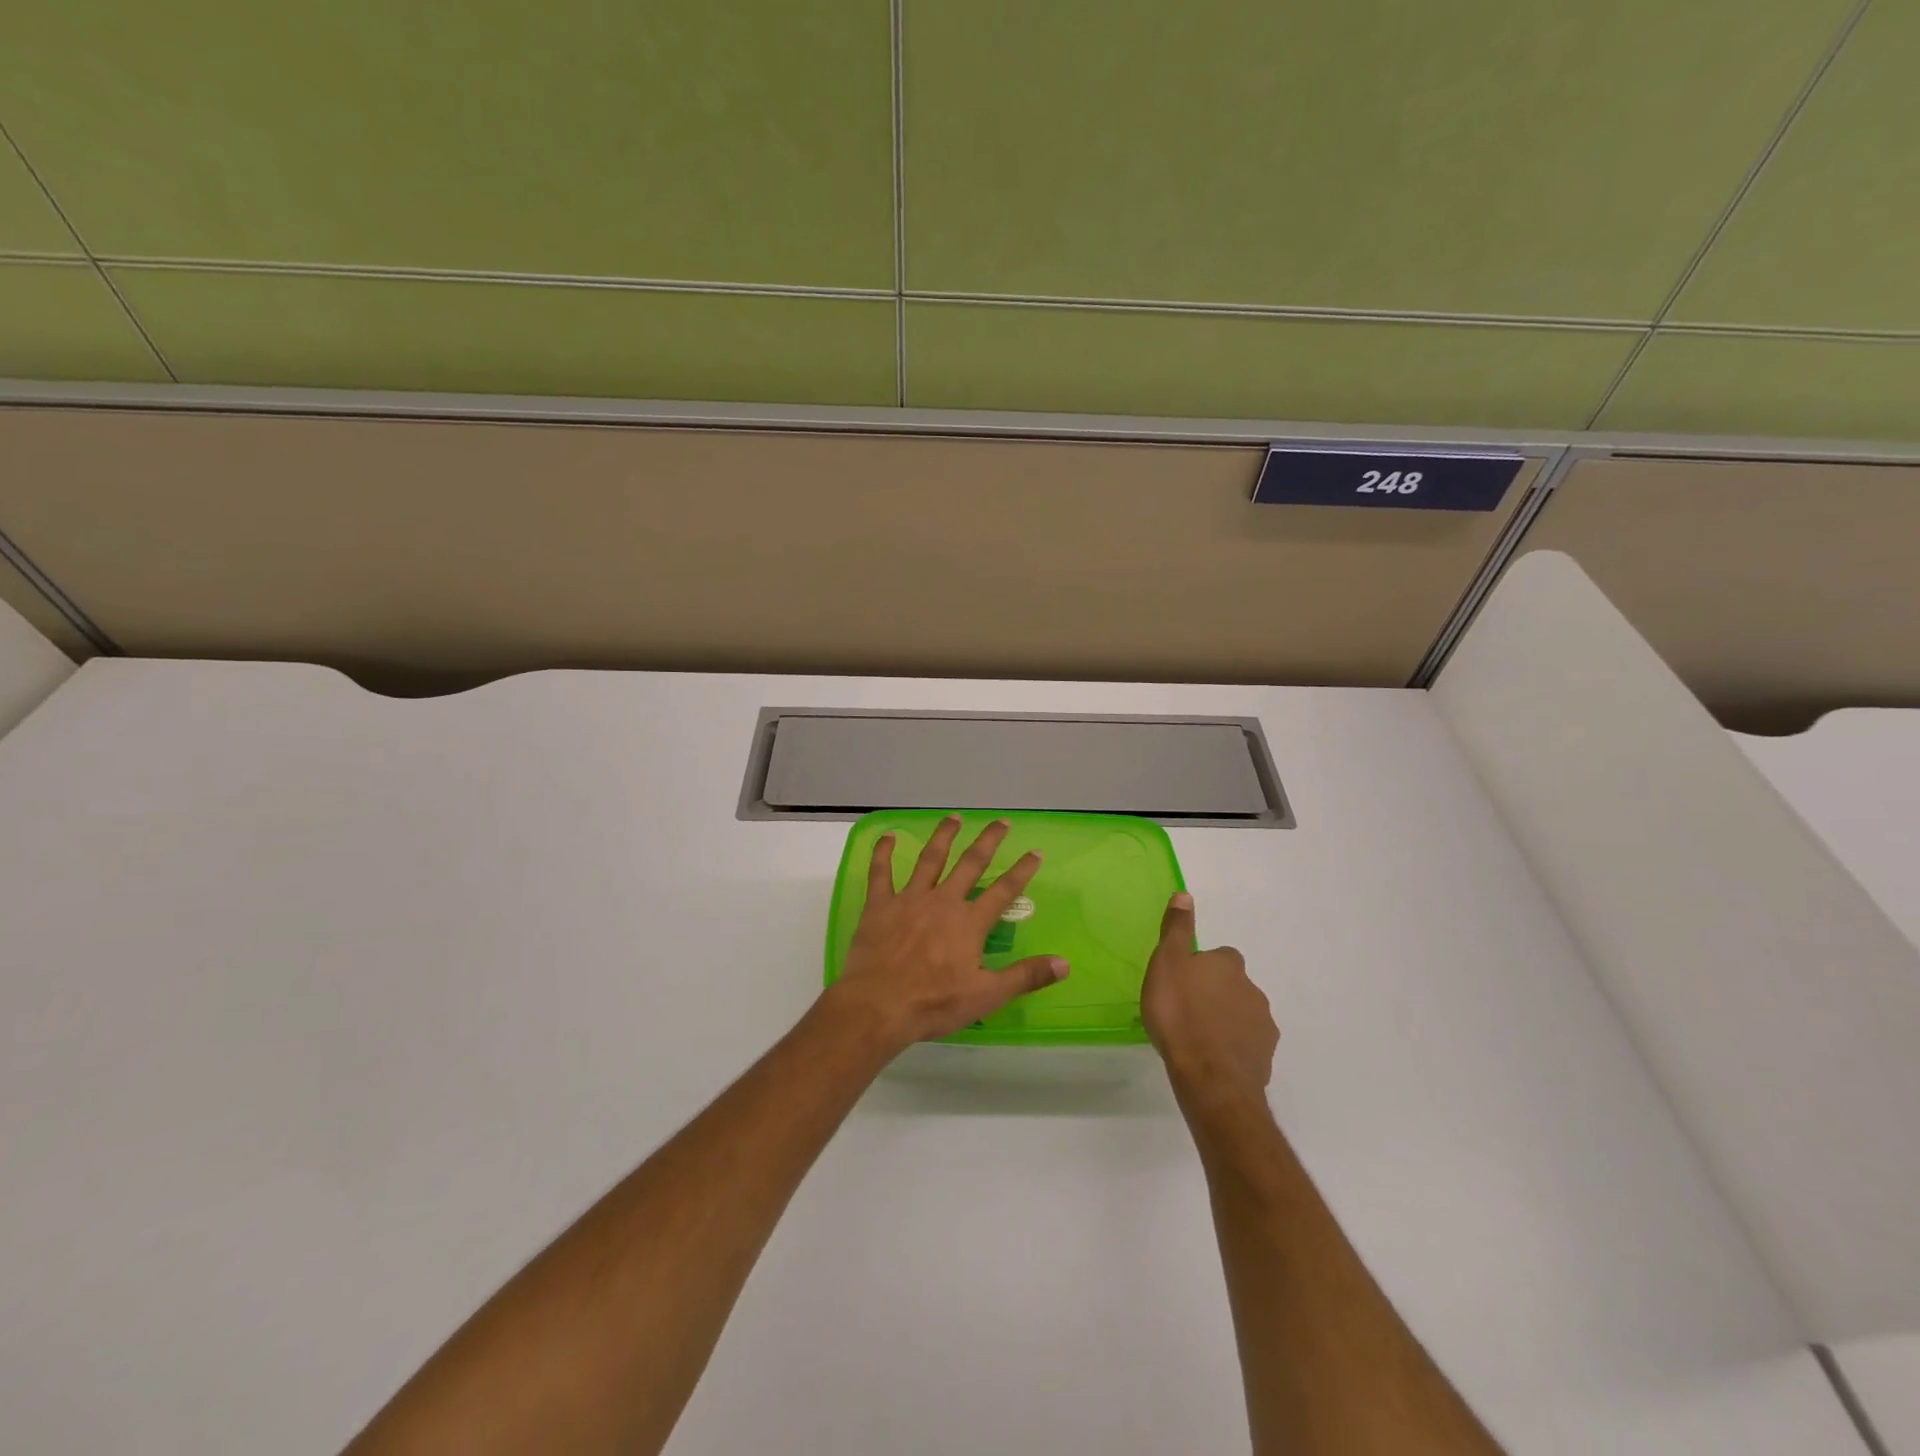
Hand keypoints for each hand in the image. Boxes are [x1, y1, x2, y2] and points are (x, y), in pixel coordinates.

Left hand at [825, 816, 1067, 1051]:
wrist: (878, 1005)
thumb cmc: (934, 1003)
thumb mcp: (987, 996)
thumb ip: (1026, 976)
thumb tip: (1065, 964)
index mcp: (969, 922)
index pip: (1004, 890)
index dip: (1022, 870)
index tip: (1035, 851)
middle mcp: (943, 901)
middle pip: (970, 864)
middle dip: (988, 841)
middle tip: (1001, 821)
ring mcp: (910, 899)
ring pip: (930, 859)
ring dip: (943, 836)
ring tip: (954, 818)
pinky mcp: (880, 905)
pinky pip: (881, 872)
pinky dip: (883, 853)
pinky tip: (887, 836)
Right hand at [1141, 893, 1277, 1099]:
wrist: (1210, 1077)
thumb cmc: (1180, 1014)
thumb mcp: (1167, 963)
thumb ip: (1177, 930)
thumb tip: (1185, 894)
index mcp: (1229, 965)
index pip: (1218, 956)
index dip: (1200, 967)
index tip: (1181, 982)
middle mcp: (1252, 989)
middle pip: (1231, 985)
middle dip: (1214, 994)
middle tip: (1185, 1010)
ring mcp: (1263, 1025)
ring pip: (1240, 1015)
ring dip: (1223, 1021)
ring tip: (1195, 1037)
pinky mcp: (1265, 1058)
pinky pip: (1245, 1045)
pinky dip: (1231, 1048)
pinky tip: (1210, 1059)